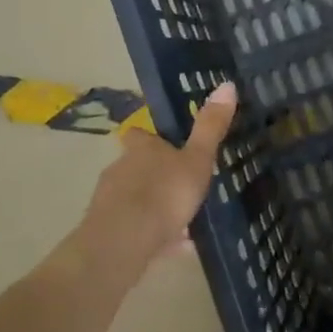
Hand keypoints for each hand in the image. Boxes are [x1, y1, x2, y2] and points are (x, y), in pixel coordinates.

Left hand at [70, 81, 237, 273]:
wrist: (122, 242)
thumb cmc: (163, 194)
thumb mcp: (197, 160)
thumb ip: (210, 127)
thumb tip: (227, 85)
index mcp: (141, 149)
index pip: (138, 135)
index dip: (150, 138)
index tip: (166, 144)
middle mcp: (119, 169)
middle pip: (135, 166)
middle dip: (155, 174)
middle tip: (182, 185)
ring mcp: (109, 201)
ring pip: (134, 198)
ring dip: (153, 205)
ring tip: (183, 220)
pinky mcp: (106, 231)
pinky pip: (134, 228)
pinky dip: (152, 234)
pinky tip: (174, 246)